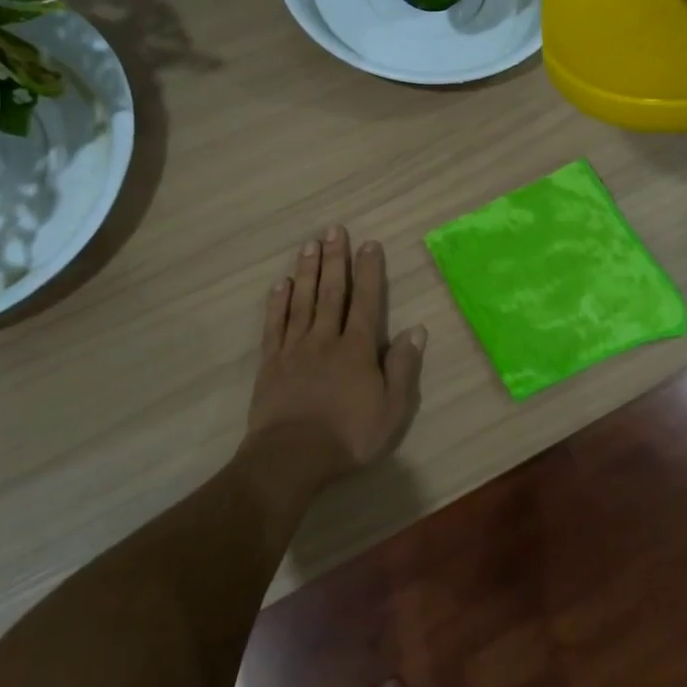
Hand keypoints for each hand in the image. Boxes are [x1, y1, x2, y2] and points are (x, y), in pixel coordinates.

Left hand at [244, 225, 426, 490]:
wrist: (292, 457)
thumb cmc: (349, 436)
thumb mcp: (392, 408)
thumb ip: (403, 367)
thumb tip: (415, 329)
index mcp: (357, 349)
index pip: (366, 301)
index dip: (369, 271)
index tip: (369, 244)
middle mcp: (325, 339)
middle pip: (331, 292)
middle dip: (335, 259)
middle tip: (333, 230)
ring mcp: (294, 349)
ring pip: (302, 301)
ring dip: (307, 271)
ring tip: (309, 245)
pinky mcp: (271, 363)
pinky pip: (275, 324)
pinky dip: (278, 302)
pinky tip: (281, 284)